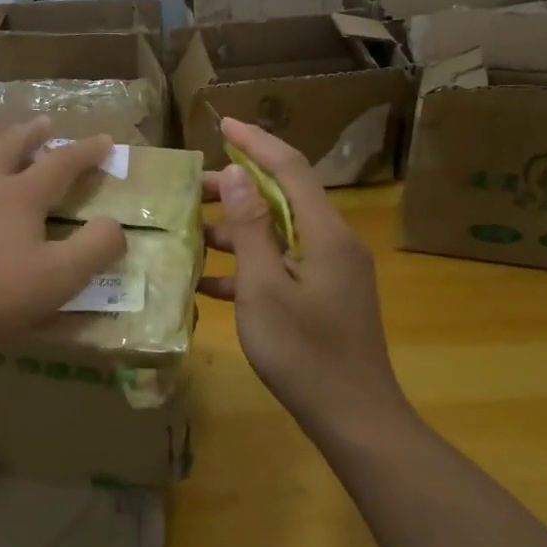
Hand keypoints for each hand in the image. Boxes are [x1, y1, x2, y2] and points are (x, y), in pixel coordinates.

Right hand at [199, 117, 411, 437]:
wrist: (355, 420)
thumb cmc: (305, 354)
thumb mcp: (265, 288)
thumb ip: (250, 228)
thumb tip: (236, 174)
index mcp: (324, 233)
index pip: (290, 168)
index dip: (257, 142)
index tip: (223, 126)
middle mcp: (332, 242)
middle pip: (283, 198)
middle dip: (237, 188)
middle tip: (191, 189)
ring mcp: (329, 271)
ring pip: (278, 233)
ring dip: (237, 229)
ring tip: (191, 229)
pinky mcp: (323, 296)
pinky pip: (281, 266)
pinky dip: (248, 266)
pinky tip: (207, 281)